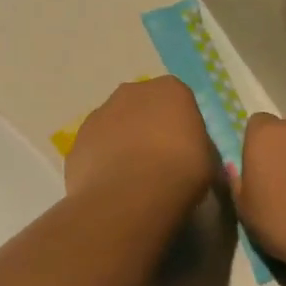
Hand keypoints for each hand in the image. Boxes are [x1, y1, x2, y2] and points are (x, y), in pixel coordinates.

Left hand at [65, 77, 217, 208]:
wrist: (131, 195)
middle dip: (147, 128)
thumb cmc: (181, 171)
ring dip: (122, 144)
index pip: (178, 101)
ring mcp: (99, 114)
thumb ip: (197, 147)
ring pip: (114, 125)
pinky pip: (95, 149)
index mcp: (170, 90)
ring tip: (131, 179)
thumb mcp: (208, 160)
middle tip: (157, 162)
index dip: (180, 126)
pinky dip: (102, 163)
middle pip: (142, 107)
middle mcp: (132, 92)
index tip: (183, 150)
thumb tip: (190, 153)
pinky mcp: (77, 140)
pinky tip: (111, 187)